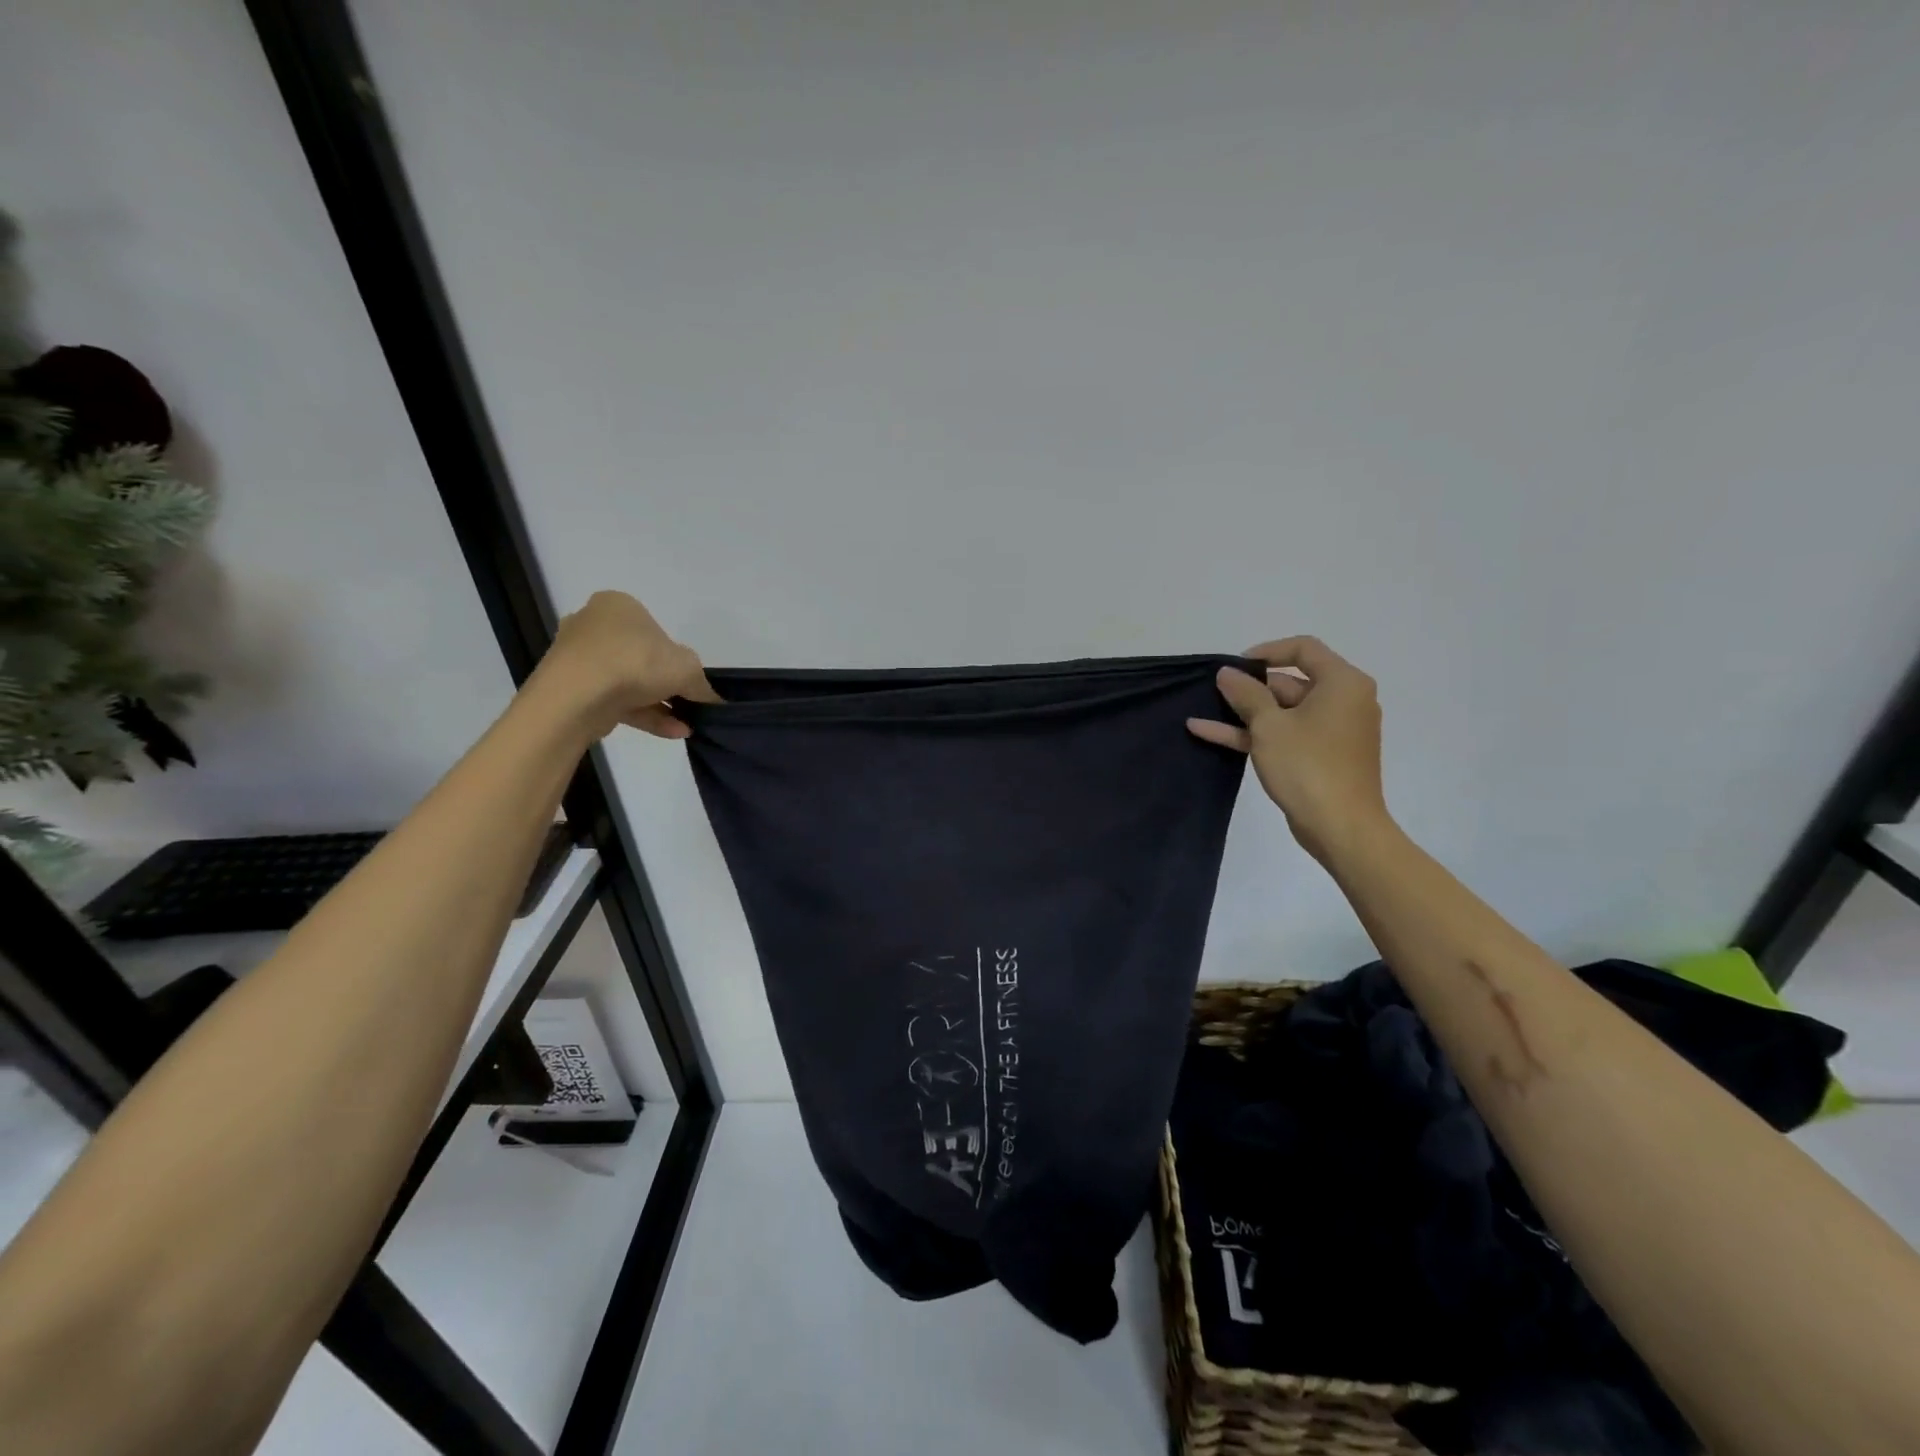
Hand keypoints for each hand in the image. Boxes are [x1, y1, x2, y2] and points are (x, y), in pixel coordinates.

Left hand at [538, 591, 717, 740]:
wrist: (575, 697)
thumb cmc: (635, 663)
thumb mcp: (687, 669)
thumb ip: (703, 684)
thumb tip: (713, 700)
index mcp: (619, 606)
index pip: (656, 631)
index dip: (677, 658)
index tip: (690, 681)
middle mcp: (594, 625)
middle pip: (642, 658)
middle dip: (667, 686)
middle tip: (689, 705)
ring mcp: (578, 658)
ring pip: (629, 683)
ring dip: (660, 705)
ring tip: (686, 726)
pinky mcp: (570, 688)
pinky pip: (614, 700)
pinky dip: (643, 715)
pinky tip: (671, 732)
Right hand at [1187, 636, 1390, 862]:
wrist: (1341, 828)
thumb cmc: (1308, 767)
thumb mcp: (1269, 726)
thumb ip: (1246, 694)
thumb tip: (1227, 673)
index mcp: (1342, 683)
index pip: (1304, 649)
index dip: (1266, 652)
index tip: (1235, 666)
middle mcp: (1344, 701)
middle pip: (1291, 682)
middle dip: (1250, 688)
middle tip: (1214, 692)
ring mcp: (1332, 730)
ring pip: (1284, 711)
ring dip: (1244, 713)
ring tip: (1203, 711)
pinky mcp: (1321, 755)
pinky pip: (1286, 734)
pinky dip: (1254, 733)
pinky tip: (1209, 733)